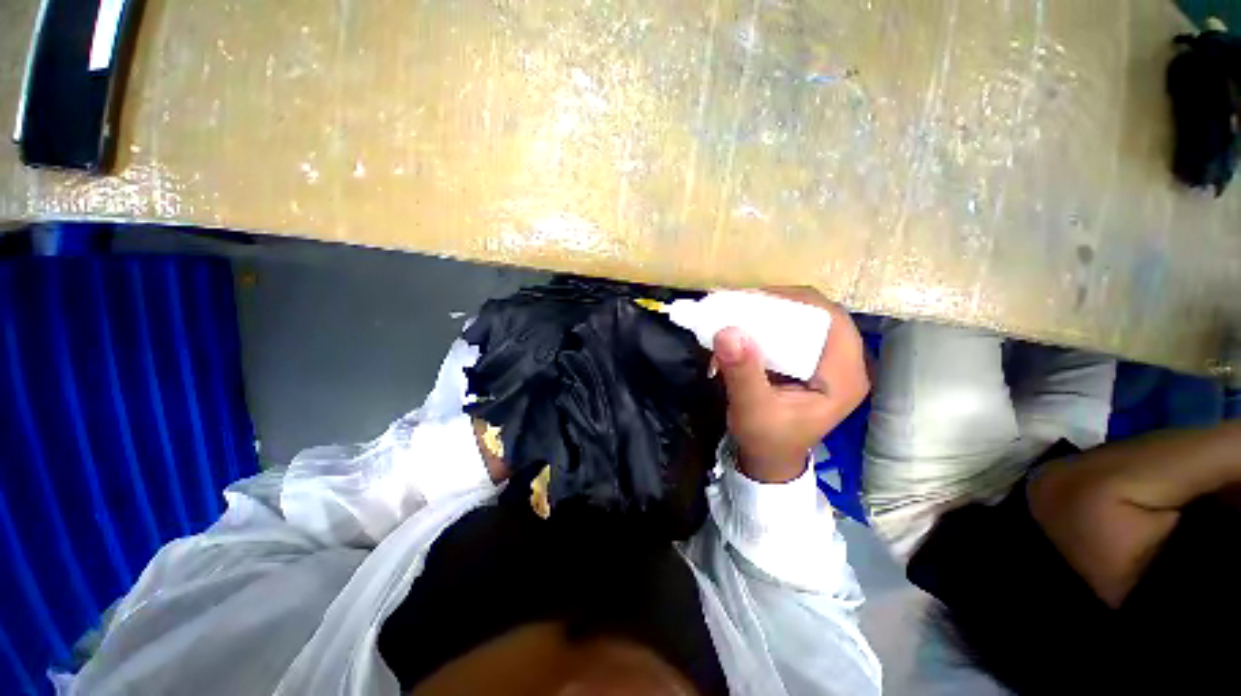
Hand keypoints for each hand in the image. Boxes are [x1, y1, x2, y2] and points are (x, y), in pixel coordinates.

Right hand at [713, 288, 869, 482]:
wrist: (769, 458)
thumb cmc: (766, 439)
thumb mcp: (752, 410)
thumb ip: (743, 373)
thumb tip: (728, 331)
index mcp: (844, 377)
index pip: (832, 321)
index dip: (797, 302)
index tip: (756, 298)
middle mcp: (844, 363)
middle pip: (819, 315)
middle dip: (780, 304)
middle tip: (742, 302)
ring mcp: (828, 361)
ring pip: (805, 319)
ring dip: (772, 312)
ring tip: (739, 310)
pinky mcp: (811, 361)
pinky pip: (794, 330)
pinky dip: (769, 323)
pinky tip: (746, 325)